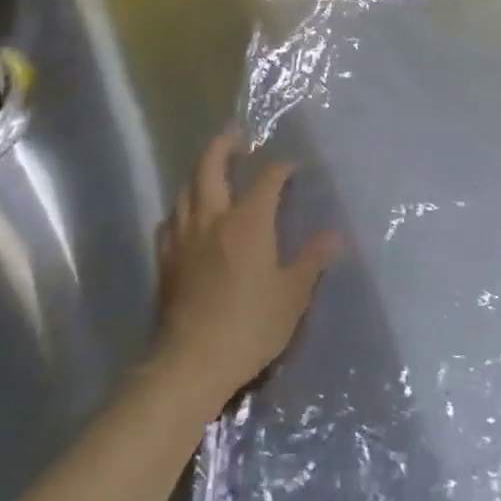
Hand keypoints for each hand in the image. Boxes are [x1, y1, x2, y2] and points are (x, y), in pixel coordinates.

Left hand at [154, 131, 343, 411]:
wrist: (190, 363)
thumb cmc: (249, 326)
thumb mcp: (292, 296)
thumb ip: (311, 261)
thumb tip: (334, 236)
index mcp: (248, 221)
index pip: (267, 178)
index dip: (281, 167)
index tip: (293, 166)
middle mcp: (212, 217)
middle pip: (210, 165)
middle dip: (224, 145)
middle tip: (237, 138)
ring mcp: (183, 237)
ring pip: (186, 188)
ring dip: (200, 172)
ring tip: (213, 172)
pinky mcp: (165, 259)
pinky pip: (171, 219)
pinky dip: (182, 207)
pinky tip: (188, 217)